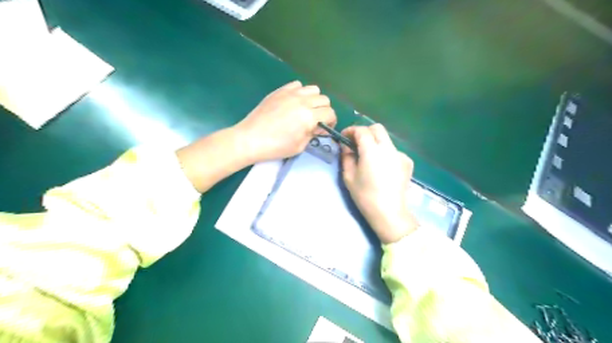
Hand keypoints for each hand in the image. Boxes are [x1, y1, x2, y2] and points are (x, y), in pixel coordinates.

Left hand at [234, 81, 339, 162]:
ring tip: (306, 109)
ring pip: (313, 89)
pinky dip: (300, 92)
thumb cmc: (276, 147)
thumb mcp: (300, 146)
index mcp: (309, 116)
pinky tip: (293, 102)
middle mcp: (303, 100)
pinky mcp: (279, 91)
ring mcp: (290, 93)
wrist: (251, 138)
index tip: (325, 128)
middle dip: (324, 110)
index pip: (330, 113)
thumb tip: (318, 127)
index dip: (331, 121)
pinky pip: (297, 85)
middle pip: (324, 99)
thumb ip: (313, 134)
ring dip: (314, 99)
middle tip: (316, 120)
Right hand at [342, 123, 418, 243]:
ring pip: (386, 139)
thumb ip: (346, 157)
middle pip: (377, 128)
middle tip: (356, 143)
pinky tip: (382, 168)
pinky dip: (385, 154)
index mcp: (372, 151)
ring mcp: (400, 154)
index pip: (362, 130)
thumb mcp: (349, 177)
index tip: (344, 137)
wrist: (390, 213)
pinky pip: (393, 151)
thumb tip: (346, 146)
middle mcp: (388, 148)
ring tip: (369, 158)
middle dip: (365, 131)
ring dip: (375, 142)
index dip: (351, 130)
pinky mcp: (407, 162)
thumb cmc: (365, 196)